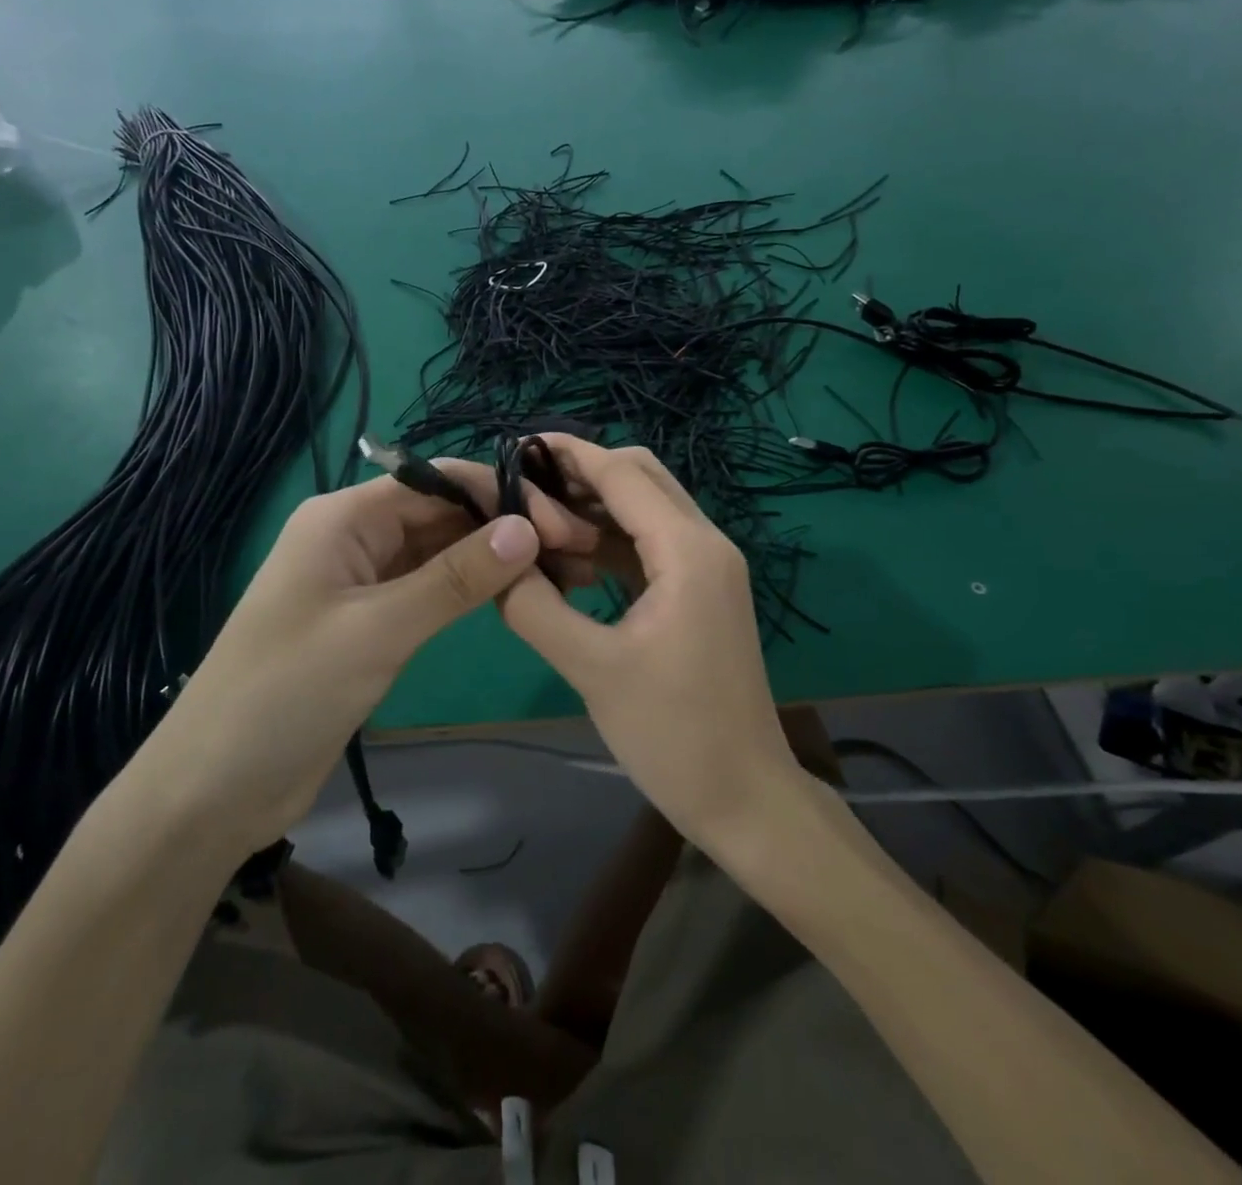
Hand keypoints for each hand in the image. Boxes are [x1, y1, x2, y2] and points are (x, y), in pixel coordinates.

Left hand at [135, 463, 599, 851]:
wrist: (215, 788)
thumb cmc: (286, 693)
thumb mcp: (378, 630)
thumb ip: (455, 578)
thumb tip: (528, 528)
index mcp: (343, 518)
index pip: (437, 482)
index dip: (501, 496)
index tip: (562, 524)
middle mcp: (355, 537)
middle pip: (443, 513)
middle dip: (505, 525)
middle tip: (576, 553)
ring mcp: (364, 581)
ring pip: (441, 552)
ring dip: (495, 558)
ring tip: (561, 572)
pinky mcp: (373, 622)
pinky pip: (431, 589)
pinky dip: (472, 590)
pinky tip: (516, 596)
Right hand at [498, 437, 800, 842]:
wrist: (745, 796)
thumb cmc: (673, 734)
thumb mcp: (592, 669)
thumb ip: (535, 608)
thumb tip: (496, 563)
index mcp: (687, 551)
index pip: (623, 474)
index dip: (570, 454)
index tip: (518, 446)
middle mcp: (706, 543)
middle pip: (641, 477)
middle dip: (583, 475)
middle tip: (524, 491)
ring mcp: (708, 568)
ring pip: (646, 509)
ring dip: (596, 508)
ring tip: (538, 525)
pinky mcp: (701, 592)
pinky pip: (651, 545)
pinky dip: (612, 541)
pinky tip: (571, 562)